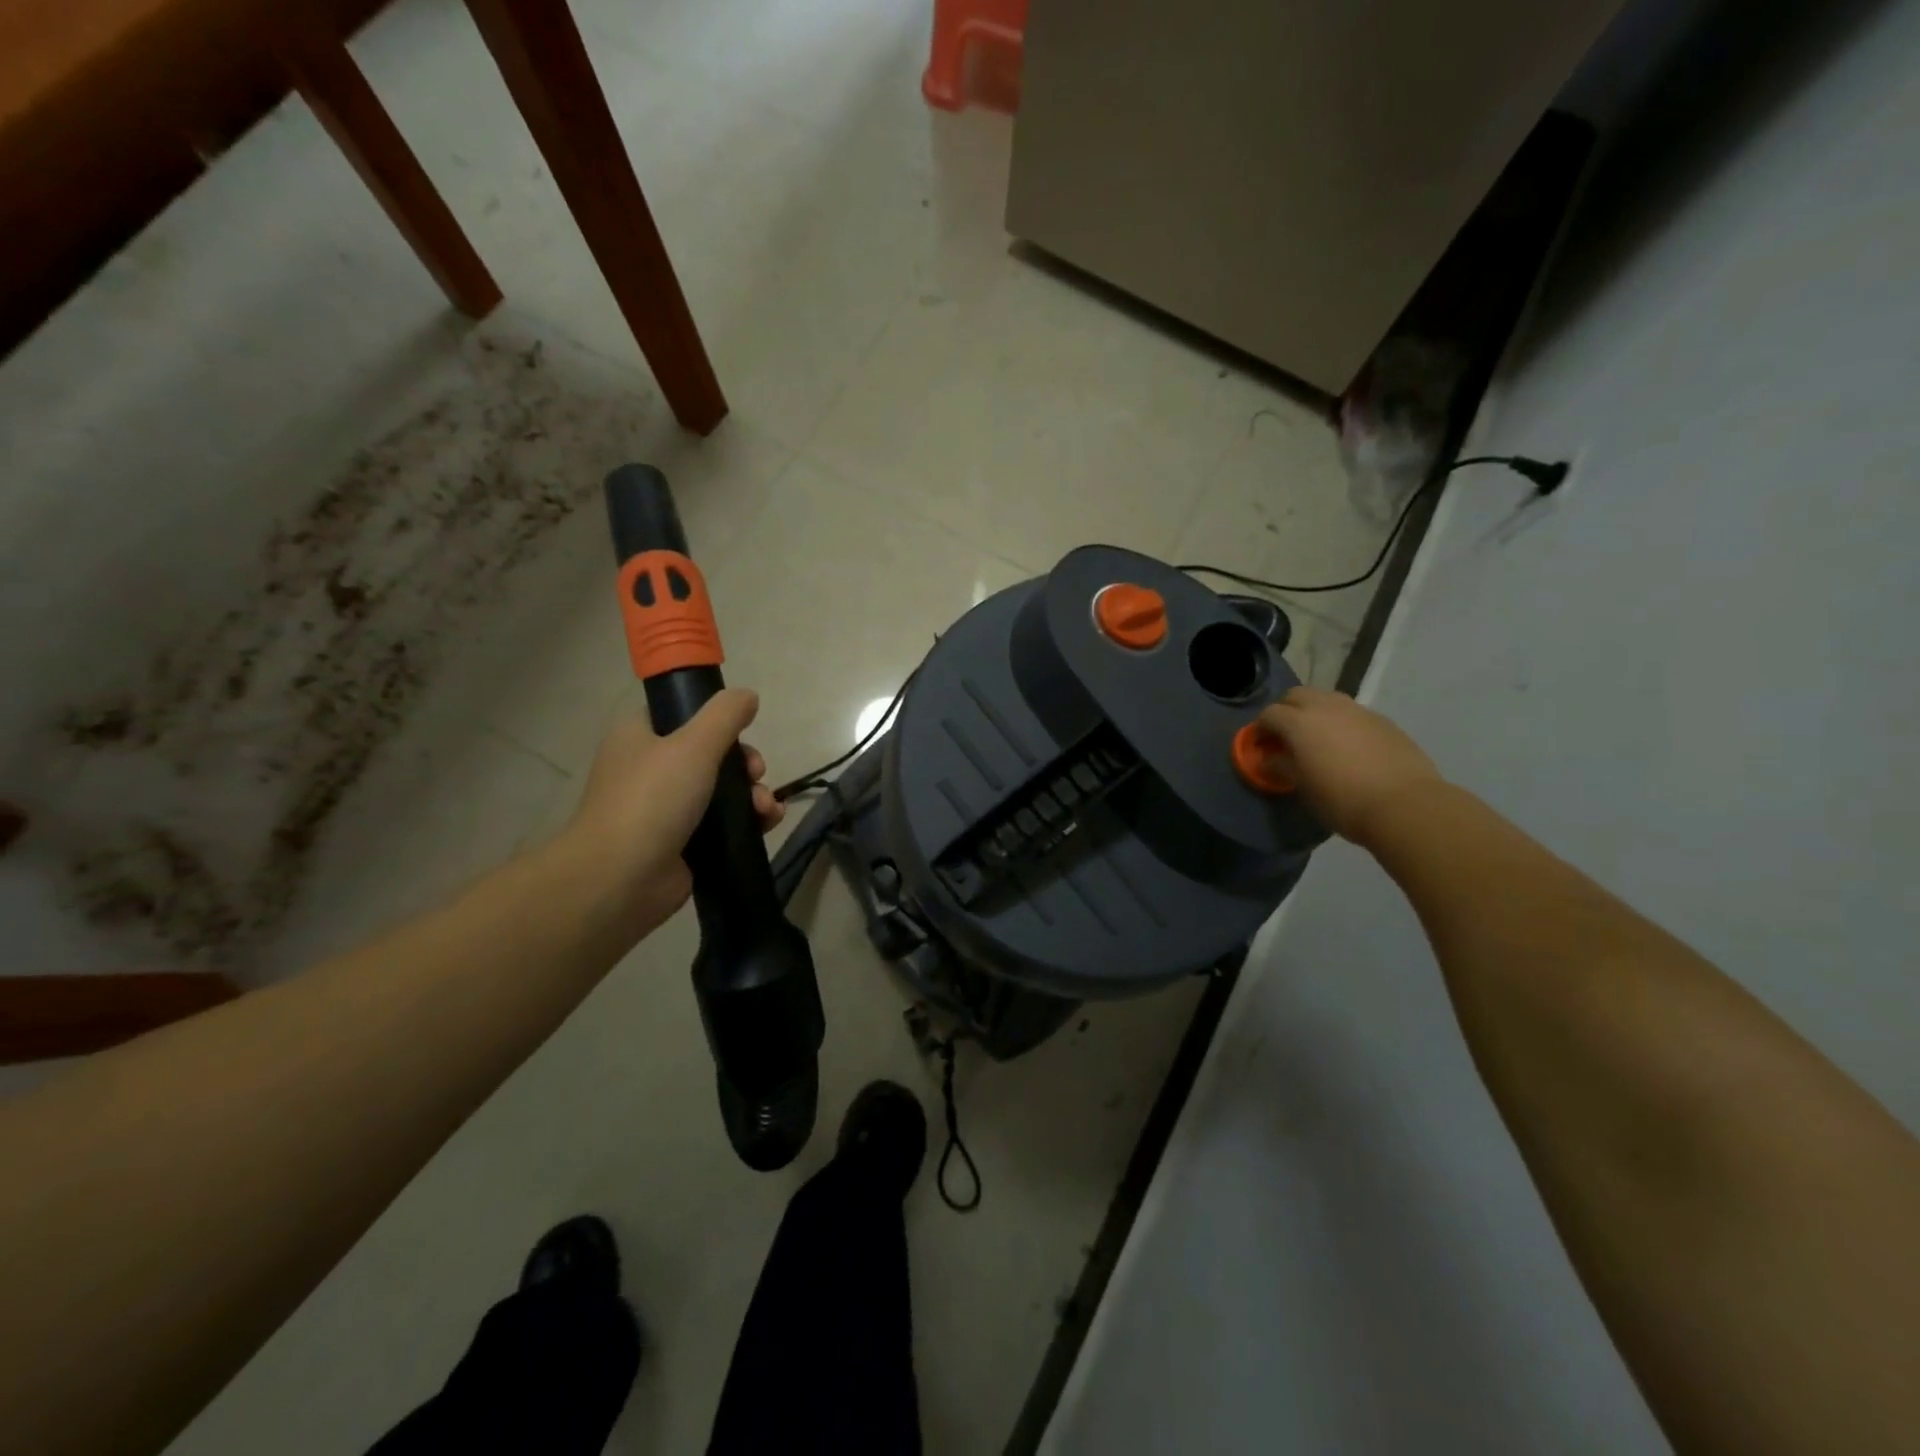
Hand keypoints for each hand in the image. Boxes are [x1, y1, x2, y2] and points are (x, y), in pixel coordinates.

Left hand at [564, 689, 783, 934]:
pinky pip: (723, 825)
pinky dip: (747, 822)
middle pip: (710, 754)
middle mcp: (649, 770)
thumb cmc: (652, 800)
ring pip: (721, 791)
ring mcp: (664, 810)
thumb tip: (748, 695)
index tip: (741, 732)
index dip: (714, 719)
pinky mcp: (682, 844)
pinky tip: (768, 824)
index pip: (679, 715)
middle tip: (756, 774)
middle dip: (744, 764)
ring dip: (752, 795)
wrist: (620, 880)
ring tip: (767, 809)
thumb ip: (725, 715)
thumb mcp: (694, 744)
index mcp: (639, 737)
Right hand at [1256, 687, 1442, 847]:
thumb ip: (1281, 766)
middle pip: (1297, 695)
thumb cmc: (1341, 799)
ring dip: (1314, 712)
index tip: (1259, 746)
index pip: (1269, 714)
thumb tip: (1268, 759)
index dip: (1260, 729)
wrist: (1404, 804)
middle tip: (1284, 736)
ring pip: (1326, 699)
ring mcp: (1358, 711)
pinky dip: (1341, 723)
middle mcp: (1326, 707)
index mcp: (1300, 722)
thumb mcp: (1302, 787)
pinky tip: (1347, 747)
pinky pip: (1352, 713)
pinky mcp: (1383, 721)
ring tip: (1316, 739)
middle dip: (1285, 710)